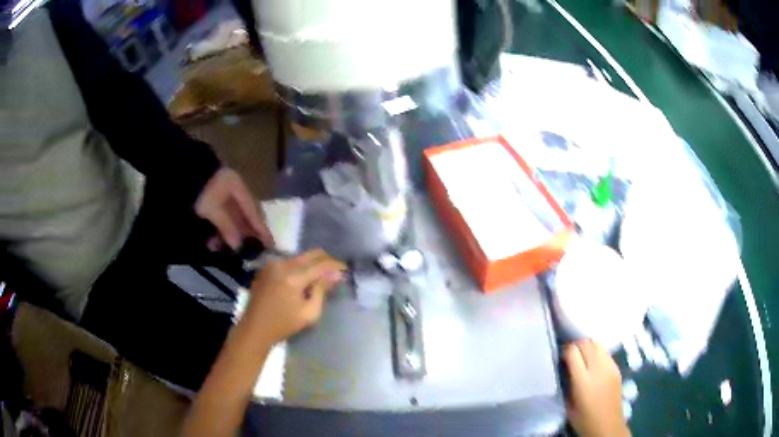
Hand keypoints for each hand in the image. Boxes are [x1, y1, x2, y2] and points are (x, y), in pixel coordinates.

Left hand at [195, 167, 273, 250]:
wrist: (180, 174)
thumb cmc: (200, 190)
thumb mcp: (212, 209)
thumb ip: (227, 227)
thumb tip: (238, 246)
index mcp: (238, 187)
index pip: (253, 210)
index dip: (261, 228)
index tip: (270, 244)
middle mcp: (234, 189)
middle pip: (245, 214)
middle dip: (246, 233)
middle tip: (250, 250)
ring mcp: (223, 193)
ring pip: (232, 218)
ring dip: (229, 234)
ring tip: (223, 248)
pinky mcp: (213, 199)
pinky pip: (222, 217)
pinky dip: (220, 229)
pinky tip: (213, 241)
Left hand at [243, 250, 346, 344]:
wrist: (254, 328)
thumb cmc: (283, 325)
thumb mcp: (309, 313)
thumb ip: (322, 291)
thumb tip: (335, 275)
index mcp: (293, 277)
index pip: (321, 264)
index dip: (335, 265)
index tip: (345, 270)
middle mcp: (283, 264)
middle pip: (310, 254)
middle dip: (325, 260)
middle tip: (335, 271)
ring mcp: (272, 265)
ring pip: (299, 257)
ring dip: (312, 264)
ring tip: (319, 277)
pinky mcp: (266, 268)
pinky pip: (288, 262)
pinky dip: (299, 267)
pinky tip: (302, 280)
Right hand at [564, 339, 630, 436]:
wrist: (607, 426)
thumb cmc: (583, 419)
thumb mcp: (568, 404)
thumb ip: (567, 383)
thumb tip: (564, 368)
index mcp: (583, 381)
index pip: (573, 352)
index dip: (565, 351)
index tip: (561, 357)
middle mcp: (598, 369)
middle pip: (586, 343)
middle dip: (576, 345)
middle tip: (570, 355)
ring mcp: (610, 367)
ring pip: (597, 343)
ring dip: (588, 346)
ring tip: (582, 356)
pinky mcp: (617, 368)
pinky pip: (605, 352)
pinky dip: (597, 352)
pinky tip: (594, 363)